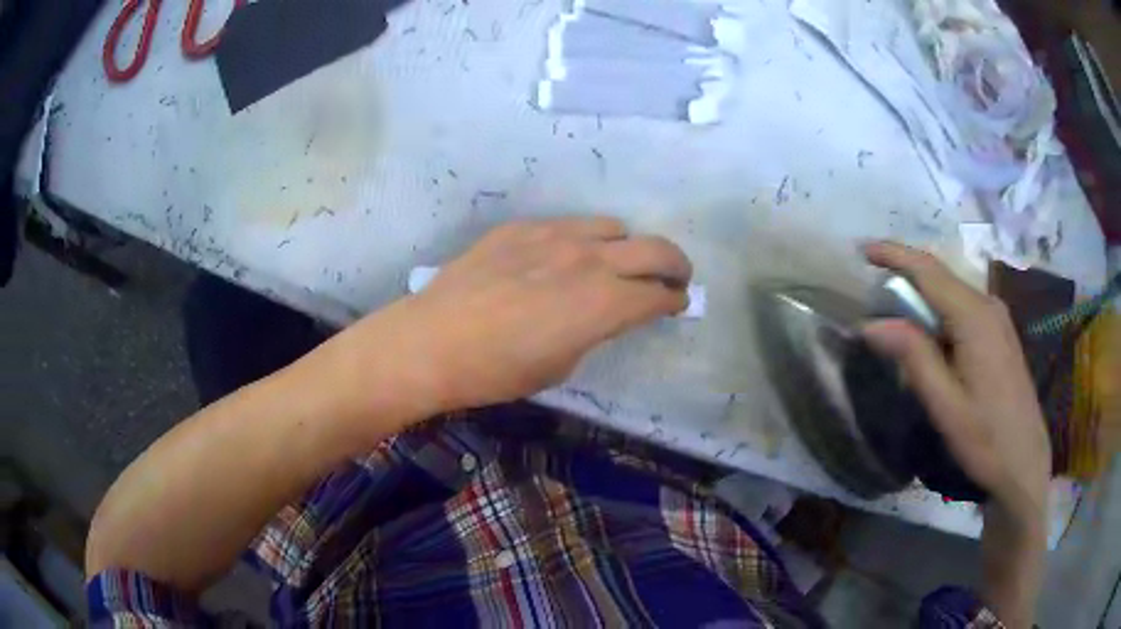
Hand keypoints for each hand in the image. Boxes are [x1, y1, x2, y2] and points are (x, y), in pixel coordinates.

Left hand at [362, 218, 691, 412]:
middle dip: (675, 264)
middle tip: (675, 277)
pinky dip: (581, 241)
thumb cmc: (497, 371)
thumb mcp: (560, 364)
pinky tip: (561, 259)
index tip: (677, 303)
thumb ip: (594, 330)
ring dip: (626, 247)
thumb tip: (603, 314)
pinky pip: (567, 225)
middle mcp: (588, 260)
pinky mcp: (522, 227)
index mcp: (603, 304)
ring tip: (615, 264)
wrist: (433, 341)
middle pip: (654, 249)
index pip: (658, 295)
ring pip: (612, 227)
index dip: (674, 300)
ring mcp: (554, 236)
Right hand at [860, 242, 1050, 525]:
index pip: (929, 271)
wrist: (1025, 462)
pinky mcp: (1000, 333)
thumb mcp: (946, 406)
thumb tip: (872, 324)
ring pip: (952, 292)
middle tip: (873, 291)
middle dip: (906, 275)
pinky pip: (964, 308)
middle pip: (941, 277)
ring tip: (896, 316)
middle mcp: (988, 306)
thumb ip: (913, 358)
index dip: (894, 255)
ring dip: (922, 296)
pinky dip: (940, 312)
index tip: (863, 251)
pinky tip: (931, 337)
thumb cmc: (986, 439)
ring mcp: (998, 318)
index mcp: (974, 317)